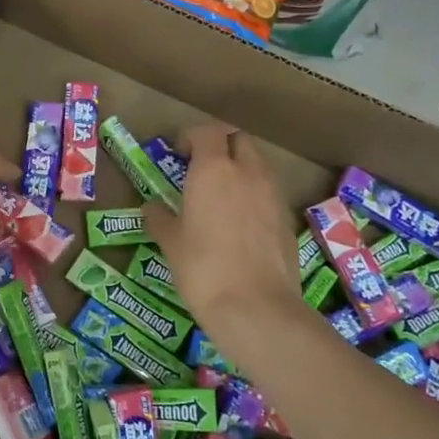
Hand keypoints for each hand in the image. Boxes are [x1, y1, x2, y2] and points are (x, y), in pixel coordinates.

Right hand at [147, 124, 303, 336]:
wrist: (255, 307)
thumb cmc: (202, 268)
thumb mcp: (170, 243)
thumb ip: (159, 218)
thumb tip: (152, 208)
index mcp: (213, 170)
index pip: (207, 132)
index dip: (192, 137)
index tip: (178, 153)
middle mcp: (247, 172)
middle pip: (238, 139)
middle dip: (221, 146)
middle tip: (202, 168)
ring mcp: (272, 194)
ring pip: (258, 164)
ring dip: (240, 169)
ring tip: (221, 196)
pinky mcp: (287, 218)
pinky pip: (269, 193)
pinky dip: (254, 195)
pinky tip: (240, 224)